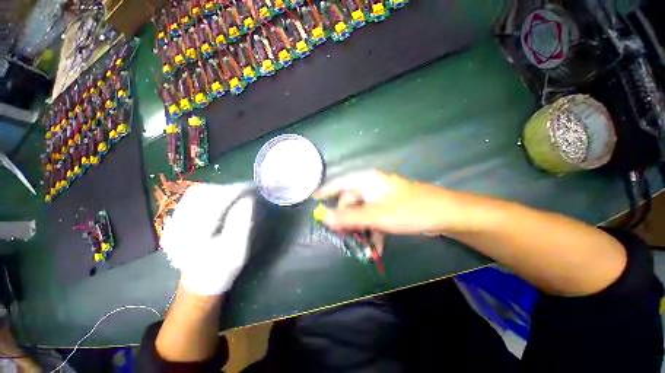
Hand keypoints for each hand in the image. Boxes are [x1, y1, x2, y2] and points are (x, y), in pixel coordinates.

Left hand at [160, 182, 254, 294]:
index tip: (252, 188)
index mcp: (192, 237)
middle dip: (227, 189)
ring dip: (218, 190)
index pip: (215, 203)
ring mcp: (171, 223)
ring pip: (196, 193)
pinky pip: (192, 199)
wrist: (200, 282)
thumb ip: (243, 223)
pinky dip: (209, 194)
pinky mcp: (174, 220)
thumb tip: (248, 198)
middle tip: (245, 191)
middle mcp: (176, 227)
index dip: (235, 191)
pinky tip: (221, 199)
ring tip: (235, 194)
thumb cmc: (222, 270)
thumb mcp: (238, 250)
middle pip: (202, 194)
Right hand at [314, 170, 458, 234]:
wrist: (444, 214)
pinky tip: (376, 246)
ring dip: (360, 228)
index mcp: (366, 181)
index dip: (326, 191)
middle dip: (346, 219)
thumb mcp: (375, 215)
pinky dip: (373, 230)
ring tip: (361, 244)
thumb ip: (348, 217)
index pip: (339, 183)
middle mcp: (371, 186)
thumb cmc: (407, 210)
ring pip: (362, 212)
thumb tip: (324, 218)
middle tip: (342, 234)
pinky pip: (374, 217)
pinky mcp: (389, 207)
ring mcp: (381, 197)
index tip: (314, 200)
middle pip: (350, 201)